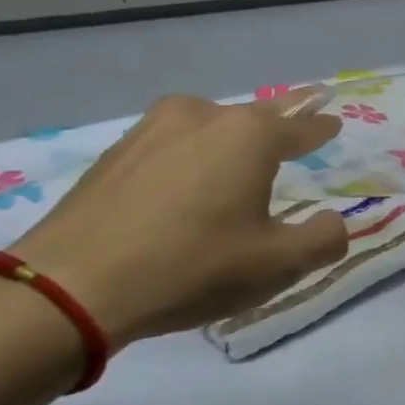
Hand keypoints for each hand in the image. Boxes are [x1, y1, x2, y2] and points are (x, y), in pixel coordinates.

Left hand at [10, 93, 347, 349]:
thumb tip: (331, 222)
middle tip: (295, 127)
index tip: (334, 124)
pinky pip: (171, 145)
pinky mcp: (114, 155)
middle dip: (279, 123)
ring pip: (207, 126)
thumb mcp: (280, 264)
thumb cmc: (193, 266)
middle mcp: (202, 118)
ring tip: (237, 161)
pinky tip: (185, 183)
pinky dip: (189, 157)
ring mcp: (151, 131)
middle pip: (254, 116)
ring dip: (228, 139)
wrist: (70, 287)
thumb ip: (324, 239)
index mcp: (250, 135)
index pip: (301, 126)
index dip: (321, 128)